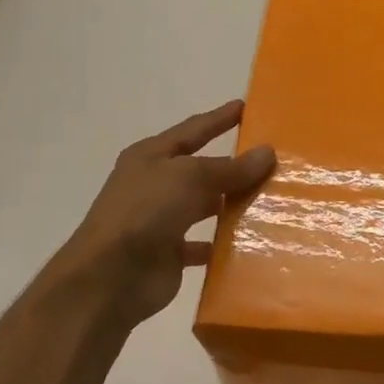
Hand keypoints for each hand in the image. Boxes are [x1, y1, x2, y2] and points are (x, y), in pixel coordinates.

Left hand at [42, 100, 275, 330]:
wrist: (110, 277)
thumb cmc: (146, 211)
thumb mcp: (191, 177)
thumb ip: (231, 168)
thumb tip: (267, 152)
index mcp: (151, 156)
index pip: (192, 130)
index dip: (218, 119)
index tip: (245, 106)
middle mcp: (155, 184)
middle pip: (202, 169)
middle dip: (233, 165)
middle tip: (273, 160)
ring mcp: (161, 220)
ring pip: (205, 206)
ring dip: (232, 204)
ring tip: (271, 199)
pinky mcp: (169, 253)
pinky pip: (204, 244)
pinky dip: (223, 244)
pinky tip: (251, 242)